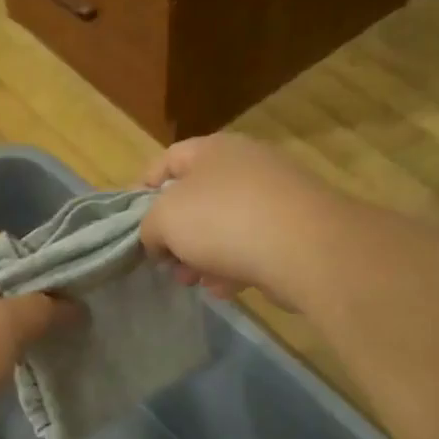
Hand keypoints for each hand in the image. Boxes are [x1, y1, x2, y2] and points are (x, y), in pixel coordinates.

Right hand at [139, 134, 350, 302]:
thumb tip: (157, 238)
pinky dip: (235, 265)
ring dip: (203, 255)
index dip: (142, 190)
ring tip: (194, 282)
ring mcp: (275, 196)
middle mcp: (246, 164)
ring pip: (224, 226)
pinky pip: (253, 245)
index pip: (166, 160)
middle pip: (196, 197)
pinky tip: (227, 289)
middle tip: (166, 263)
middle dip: (176, 234)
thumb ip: (148, 226)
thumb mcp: (165, 219)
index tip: (131, 225)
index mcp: (212, 149)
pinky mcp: (297, 228)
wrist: (307, 248)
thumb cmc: (224, 221)